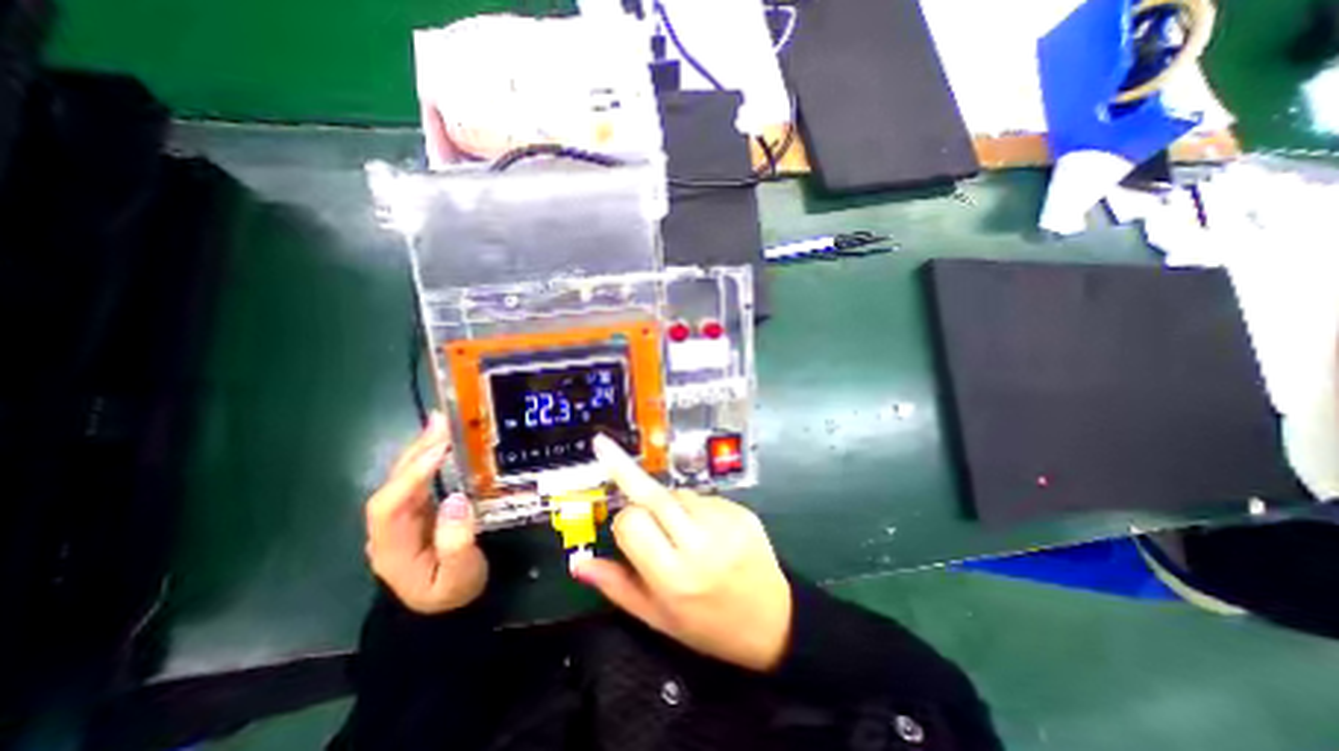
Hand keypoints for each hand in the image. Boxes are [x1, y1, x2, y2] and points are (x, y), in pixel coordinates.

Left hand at [365, 414, 488, 612]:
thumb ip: (457, 542)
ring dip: (422, 448)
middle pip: (393, 484)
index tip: (440, 451)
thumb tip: (455, 499)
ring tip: (443, 422)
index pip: (388, 506)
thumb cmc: (453, 592)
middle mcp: (389, 528)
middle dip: (416, 452)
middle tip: (443, 422)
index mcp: (392, 547)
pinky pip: (419, 478)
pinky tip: (443, 441)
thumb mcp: (460, 576)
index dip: (410, 476)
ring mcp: (402, 517)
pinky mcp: (417, 509)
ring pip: (404, 477)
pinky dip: (430, 457)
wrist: (446, 606)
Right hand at [569, 436, 787, 670]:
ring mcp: (725, 523)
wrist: (773, 621)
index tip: (625, 530)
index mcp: (674, 576)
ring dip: (667, 503)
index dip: (623, 523)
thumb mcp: (658, 618)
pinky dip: (693, 506)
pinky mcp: (741, 510)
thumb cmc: (709, 626)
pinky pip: (702, 496)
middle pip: (653, 495)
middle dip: (626, 472)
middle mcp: (700, 544)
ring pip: (677, 493)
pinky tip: (703, 528)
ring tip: (679, 530)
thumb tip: (579, 564)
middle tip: (605, 448)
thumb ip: (617, 587)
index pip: (631, 523)